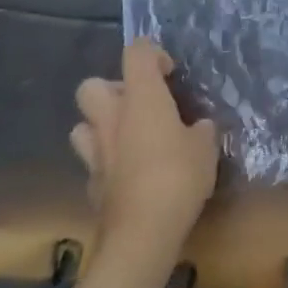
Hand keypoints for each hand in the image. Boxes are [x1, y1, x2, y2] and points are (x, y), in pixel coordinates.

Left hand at [71, 39, 218, 256]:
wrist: (141, 235)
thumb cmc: (177, 177)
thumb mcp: (206, 147)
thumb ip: (201, 129)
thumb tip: (199, 127)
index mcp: (141, 97)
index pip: (136, 52)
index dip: (152, 54)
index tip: (170, 73)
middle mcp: (112, 117)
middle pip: (92, 85)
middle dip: (112, 89)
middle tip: (140, 104)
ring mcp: (96, 152)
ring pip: (82, 125)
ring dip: (101, 126)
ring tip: (128, 137)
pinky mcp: (91, 185)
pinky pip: (92, 162)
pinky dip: (107, 162)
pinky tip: (129, 173)